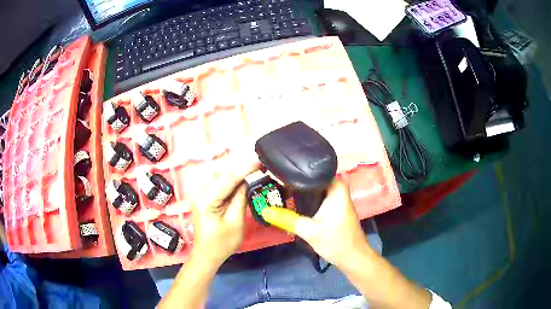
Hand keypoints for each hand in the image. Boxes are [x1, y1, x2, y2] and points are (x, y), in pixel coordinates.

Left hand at [190, 159, 258, 266]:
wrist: (206, 255)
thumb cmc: (222, 243)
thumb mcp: (236, 222)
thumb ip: (241, 198)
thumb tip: (247, 181)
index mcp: (207, 199)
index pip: (228, 179)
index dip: (245, 168)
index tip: (259, 160)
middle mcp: (200, 192)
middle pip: (223, 175)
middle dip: (241, 168)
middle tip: (259, 165)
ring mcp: (200, 194)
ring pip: (221, 177)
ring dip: (236, 173)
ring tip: (253, 170)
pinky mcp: (203, 197)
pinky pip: (218, 184)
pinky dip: (231, 181)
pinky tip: (241, 180)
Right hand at [261, 180, 371, 269]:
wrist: (352, 257)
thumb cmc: (336, 241)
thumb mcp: (308, 231)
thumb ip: (286, 219)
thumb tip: (264, 210)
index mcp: (335, 187)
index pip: (313, 169)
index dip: (295, 169)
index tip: (277, 170)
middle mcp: (337, 188)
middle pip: (312, 178)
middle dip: (294, 180)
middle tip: (273, 180)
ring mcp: (336, 197)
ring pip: (314, 188)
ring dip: (299, 191)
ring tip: (278, 188)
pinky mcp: (333, 207)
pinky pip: (317, 197)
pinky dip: (305, 199)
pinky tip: (291, 201)